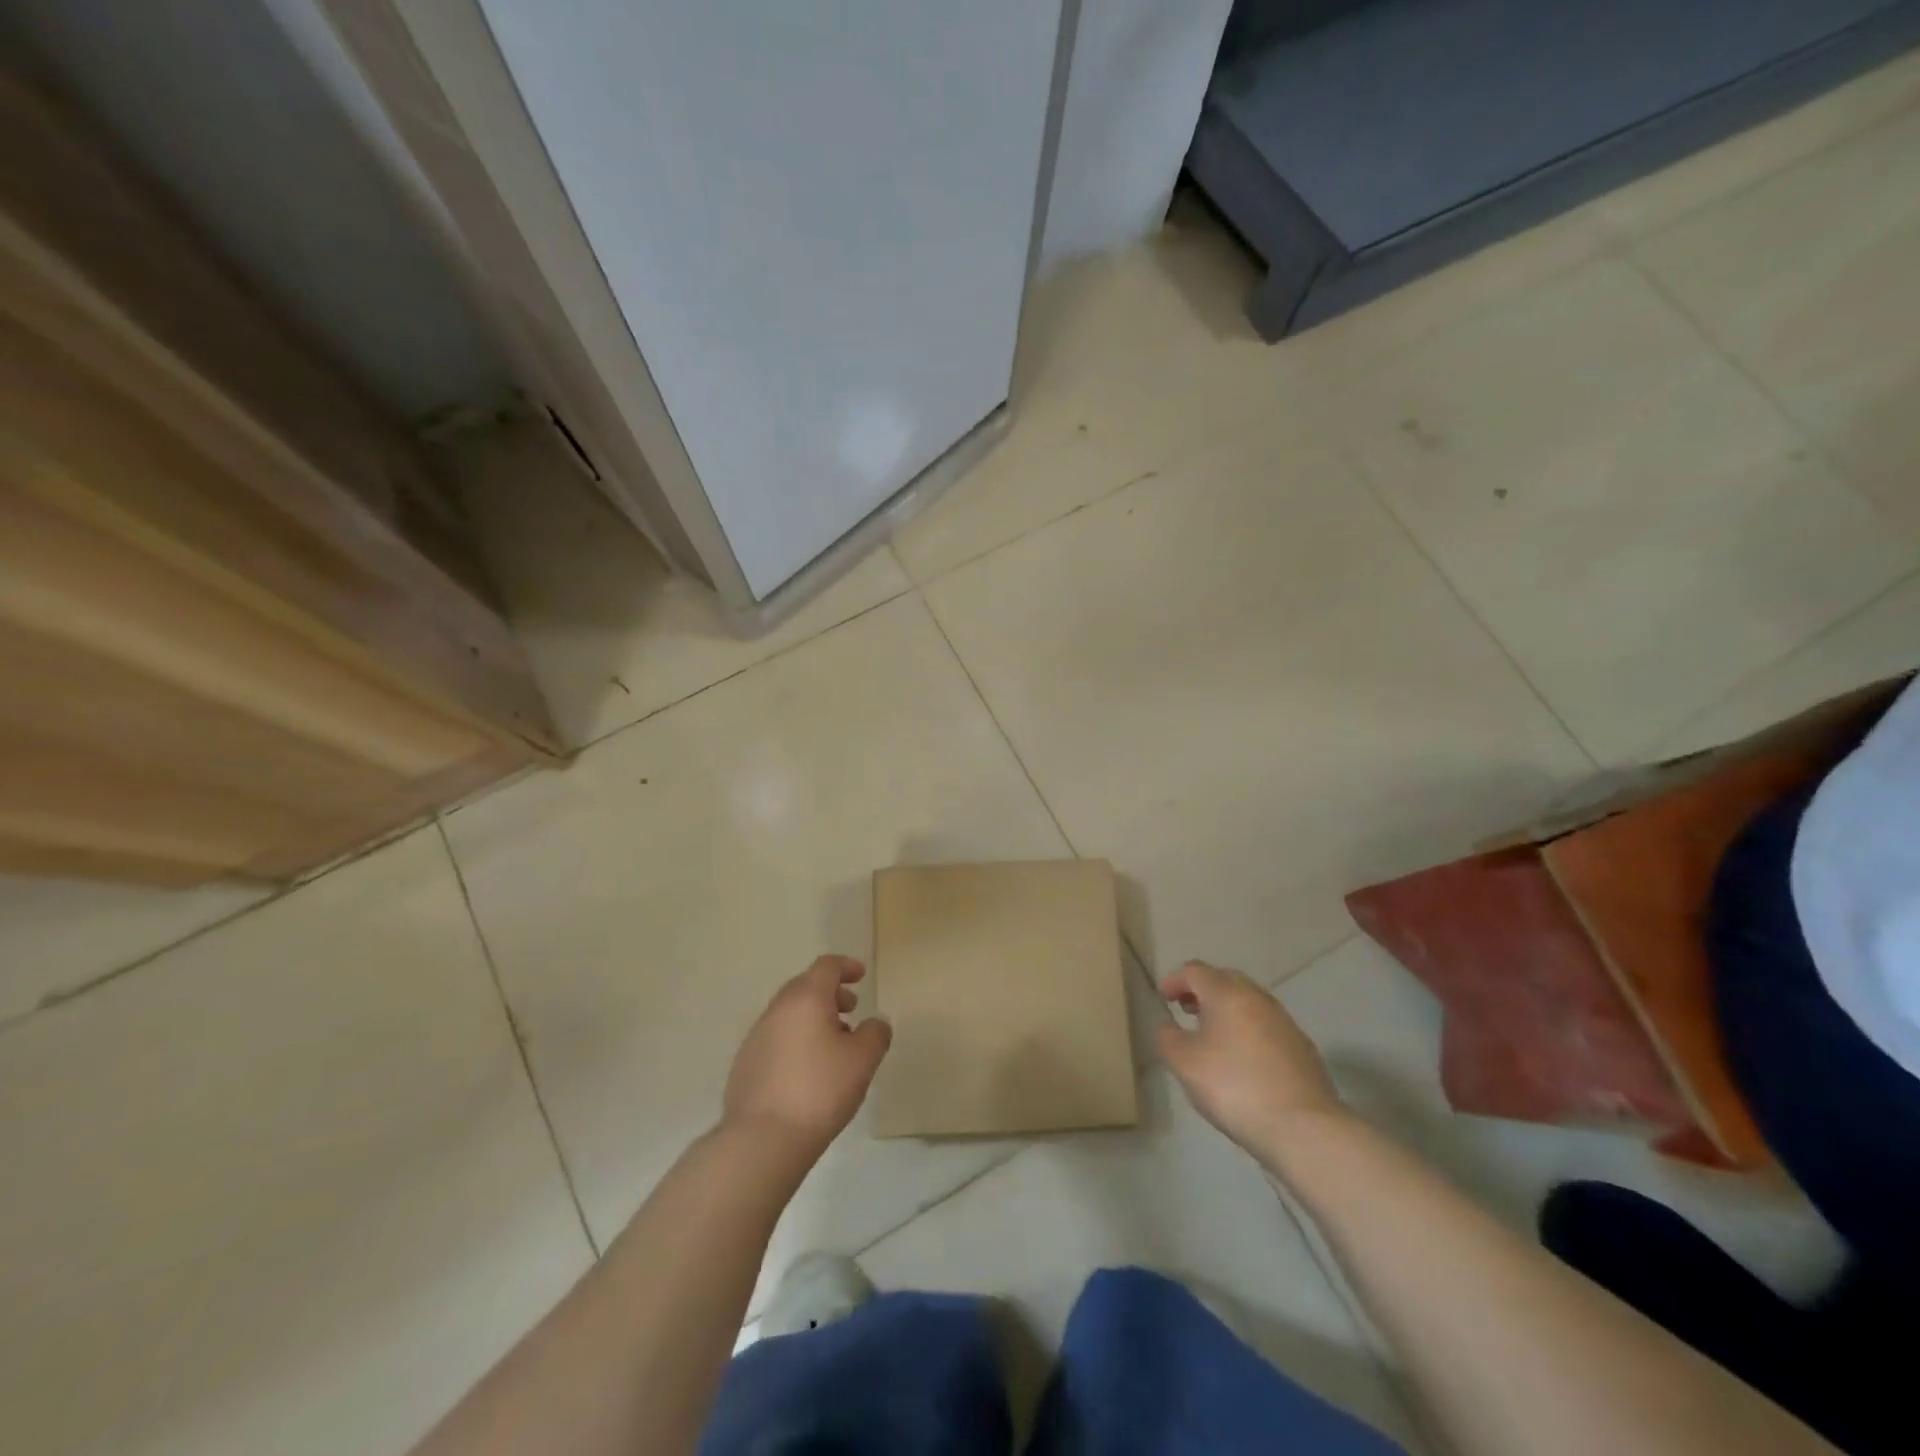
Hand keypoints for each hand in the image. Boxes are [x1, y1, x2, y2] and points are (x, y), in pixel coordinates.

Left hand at [722, 956, 892, 1158]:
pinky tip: (807, 1070)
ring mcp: (756, 1037)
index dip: (846, 966)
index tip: (861, 975)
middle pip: (805, 986)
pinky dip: (796, 1039)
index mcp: (806, 999)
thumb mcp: (863, 1060)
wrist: (762, 1139)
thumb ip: (875, 1033)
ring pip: (789, 1013)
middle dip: (830, 993)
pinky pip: (776, 1038)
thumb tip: (874, 1023)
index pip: (826, 966)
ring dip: (813, 1018)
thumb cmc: (819, 1090)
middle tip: (851, 1009)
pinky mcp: (745, 1064)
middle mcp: (777, 1009)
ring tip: (833, 1044)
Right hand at [1157, 960, 1344, 1150]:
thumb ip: (1167, 1037)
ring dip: (1226, 1010)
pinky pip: (1266, 1026)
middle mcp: (1258, 998)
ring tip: (1212, 1035)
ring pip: (1248, 1002)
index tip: (1162, 998)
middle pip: (1224, 980)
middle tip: (1186, 1010)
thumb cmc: (1234, 1086)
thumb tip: (1168, 1025)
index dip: (1174, 980)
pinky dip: (1247, 1030)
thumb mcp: (1184, 1063)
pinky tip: (1243, 1059)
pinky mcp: (1302, 1048)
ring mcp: (1284, 1022)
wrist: (1303, 1128)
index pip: (1194, 971)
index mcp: (1227, 993)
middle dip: (1202, 991)